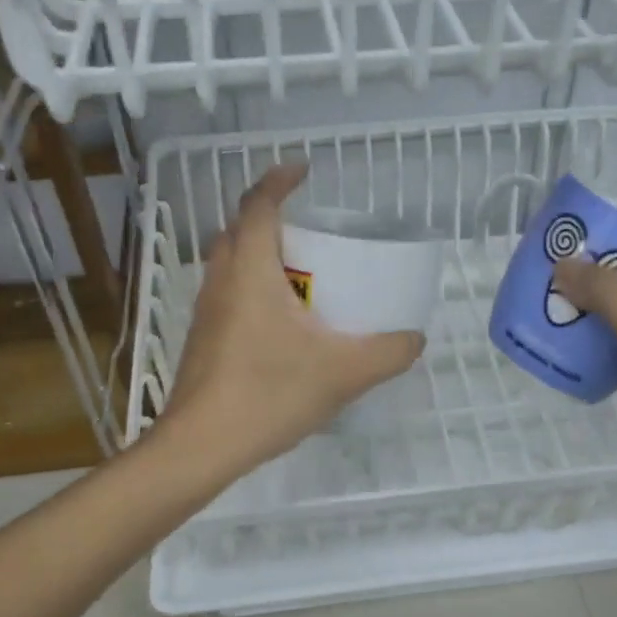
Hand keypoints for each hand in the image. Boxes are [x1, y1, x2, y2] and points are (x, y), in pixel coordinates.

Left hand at [156, 163, 425, 479]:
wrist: (201, 446)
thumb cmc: (268, 394)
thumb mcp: (343, 372)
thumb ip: (388, 352)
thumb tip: (415, 338)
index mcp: (250, 270)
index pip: (258, 204)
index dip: (279, 180)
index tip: (303, 170)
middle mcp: (221, 280)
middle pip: (239, 228)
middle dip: (270, 216)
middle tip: (310, 230)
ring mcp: (205, 311)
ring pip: (230, 262)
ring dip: (260, 254)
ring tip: (300, 274)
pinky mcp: (202, 339)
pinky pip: (228, 294)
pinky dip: (252, 288)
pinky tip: (282, 325)